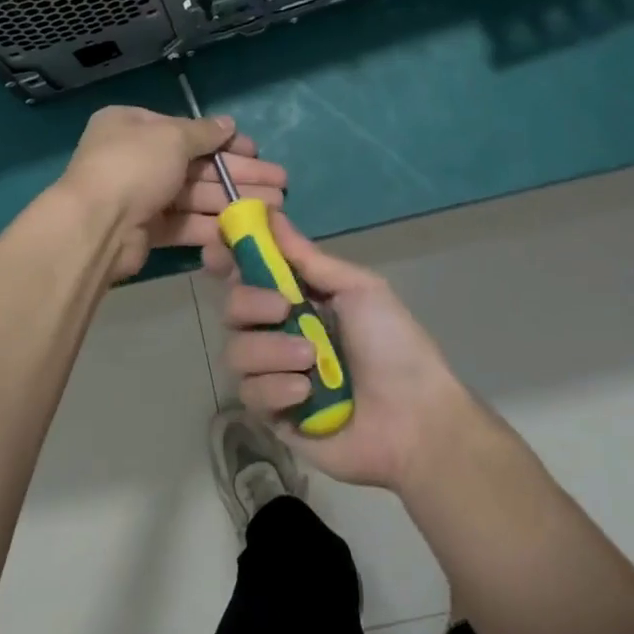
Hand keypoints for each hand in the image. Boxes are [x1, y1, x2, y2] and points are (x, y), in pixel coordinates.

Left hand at [60, 106, 287, 280]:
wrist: (95, 226)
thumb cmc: (133, 166)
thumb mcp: (171, 137)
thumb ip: (203, 132)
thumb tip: (228, 124)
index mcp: (132, 125)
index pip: (186, 130)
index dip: (224, 141)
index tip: (255, 151)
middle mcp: (135, 157)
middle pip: (196, 164)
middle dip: (238, 174)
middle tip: (279, 182)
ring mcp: (140, 196)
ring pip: (195, 195)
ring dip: (233, 200)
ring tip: (275, 206)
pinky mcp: (146, 230)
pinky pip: (185, 222)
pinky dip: (213, 224)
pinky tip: (246, 229)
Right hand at [207, 213, 471, 490]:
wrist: (415, 419)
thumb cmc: (394, 345)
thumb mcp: (358, 289)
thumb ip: (308, 258)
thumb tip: (271, 214)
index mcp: (298, 297)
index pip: (248, 271)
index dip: (228, 257)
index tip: (218, 248)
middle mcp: (278, 330)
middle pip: (232, 306)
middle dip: (250, 302)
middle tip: (283, 309)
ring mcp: (273, 373)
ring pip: (235, 350)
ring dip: (271, 351)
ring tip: (311, 360)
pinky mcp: (272, 413)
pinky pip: (249, 392)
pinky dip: (275, 388)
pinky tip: (307, 393)